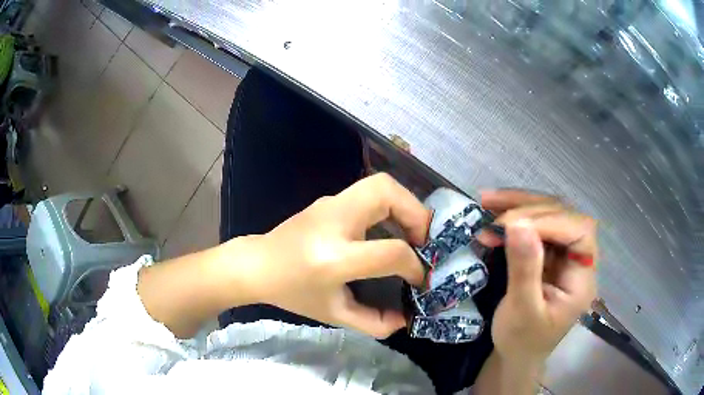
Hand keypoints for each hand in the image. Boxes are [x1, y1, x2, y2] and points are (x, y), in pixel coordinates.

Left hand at [231, 173, 429, 337]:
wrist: (258, 265)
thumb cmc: (293, 293)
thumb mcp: (334, 314)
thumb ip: (374, 322)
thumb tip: (406, 320)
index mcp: (333, 258)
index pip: (390, 252)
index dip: (414, 265)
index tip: (421, 279)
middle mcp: (334, 221)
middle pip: (386, 193)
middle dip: (416, 214)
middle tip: (425, 241)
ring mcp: (329, 204)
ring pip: (380, 184)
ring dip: (406, 205)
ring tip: (413, 233)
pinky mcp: (330, 200)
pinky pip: (370, 191)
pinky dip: (391, 204)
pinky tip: (392, 228)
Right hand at [476, 190, 597, 362]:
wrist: (516, 354)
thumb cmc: (522, 341)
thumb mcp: (521, 311)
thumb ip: (524, 270)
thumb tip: (517, 225)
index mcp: (582, 278)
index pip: (579, 232)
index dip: (551, 221)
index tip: (513, 226)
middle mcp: (578, 259)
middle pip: (564, 216)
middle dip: (529, 210)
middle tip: (494, 218)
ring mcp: (563, 254)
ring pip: (549, 214)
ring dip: (519, 206)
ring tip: (487, 201)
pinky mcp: (548, 253)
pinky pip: (534, 225)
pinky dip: (514, 216)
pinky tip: (493, 211)